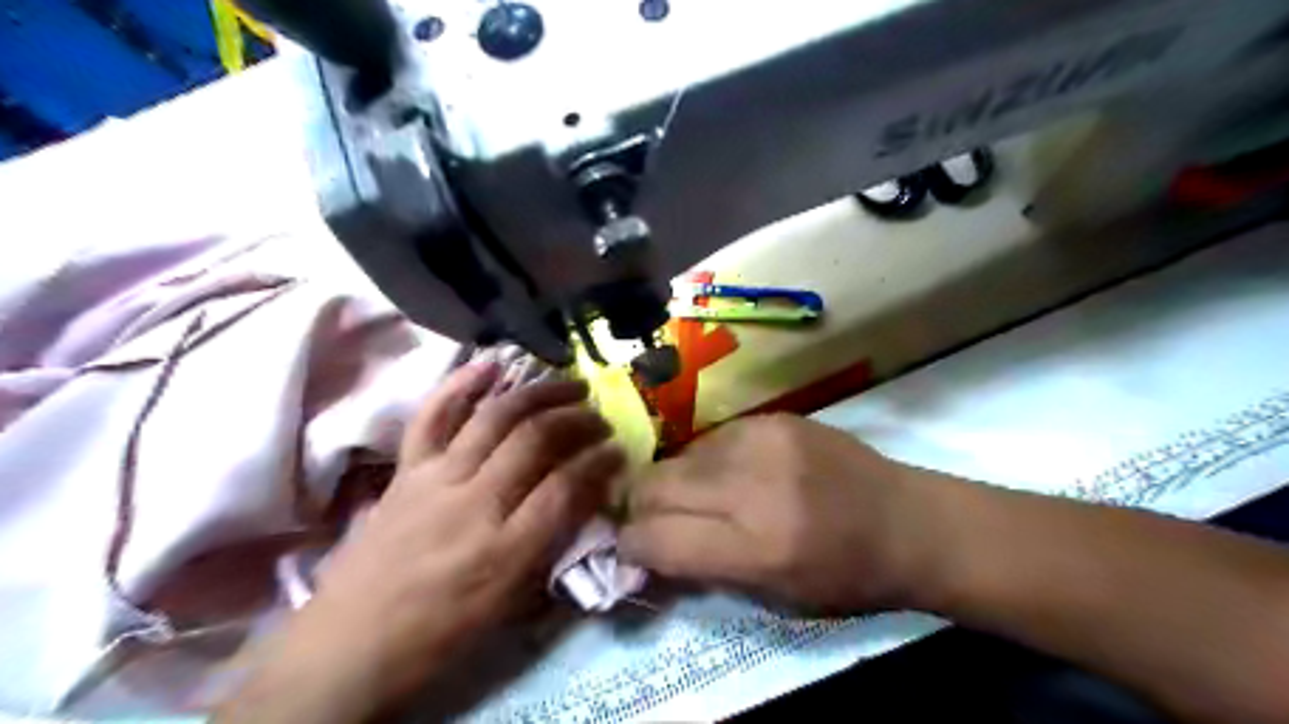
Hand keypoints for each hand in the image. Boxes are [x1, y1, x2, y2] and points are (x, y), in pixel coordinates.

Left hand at [220, 365, 623, 721]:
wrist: (348, 647)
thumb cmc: (438, 636)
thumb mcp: (509, 605)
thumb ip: (552, 546)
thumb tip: (586, 496)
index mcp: (503, 552)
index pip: (565, 487)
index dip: (599, 462)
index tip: (619, 450)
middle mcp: (472, 505)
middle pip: (535, 440)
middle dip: (577, 420)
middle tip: (600, 417)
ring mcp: (434, 480)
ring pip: (495, 418)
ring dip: (539, 393)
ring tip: (569, 385)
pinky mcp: (406, 471)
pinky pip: (433, 415)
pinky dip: (461, 384)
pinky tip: (491, 363)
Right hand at [618, 415, 931, 613]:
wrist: (908, 521)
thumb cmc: (847, 577)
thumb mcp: (774, 598)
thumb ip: (703, 570)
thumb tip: (647, 551)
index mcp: (756, 547)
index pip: (656, 538)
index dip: (631, 546)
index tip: (632, 550)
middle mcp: (752, 485)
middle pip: (654, 485)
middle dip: (641, 507)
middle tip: (654, 521)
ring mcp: (763, 441)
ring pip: (678, 457)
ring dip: (676, 482)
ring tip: (700, 498)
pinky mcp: (773, 418)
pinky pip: (712, 439)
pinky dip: (707, 462)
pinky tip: (732, 474)